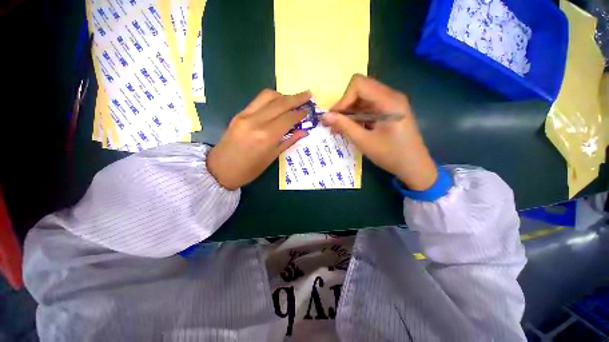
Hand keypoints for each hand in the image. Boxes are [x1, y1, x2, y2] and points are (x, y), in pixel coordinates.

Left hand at [207, 89, 310, 189]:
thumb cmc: (249, 170)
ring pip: (268, 96)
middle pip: (280, 103)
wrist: (220, 169)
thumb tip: (304, 132)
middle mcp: (256, 121)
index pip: (288, 118)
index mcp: (266, 136)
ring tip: (293, 99)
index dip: (300, 114)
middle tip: (308, 94)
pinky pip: (258, 100)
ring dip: (283, 95)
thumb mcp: (272, 158)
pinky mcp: (239, 113)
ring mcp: (245, 115)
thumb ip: (288, 141)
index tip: (309, 111)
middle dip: (296, 98)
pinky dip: (271, 99)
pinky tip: (278, 104)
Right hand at [321, 74, 436, 190]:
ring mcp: (391, 103)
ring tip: (339, 127)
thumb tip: (324, 116)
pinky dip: (357, 115)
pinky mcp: (389, 110)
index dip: (343, 99)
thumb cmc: (391, 155)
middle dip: (344, 105)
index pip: (359, 84)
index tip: (335, 117)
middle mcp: (391, 96)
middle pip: (361, 89)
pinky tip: (350, 127)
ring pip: (363, 98)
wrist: (414, 166)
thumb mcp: (364, 141)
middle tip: (334, 122)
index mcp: (389, 100)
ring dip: (349, 111)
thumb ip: (344, 126)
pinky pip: (369, 106)